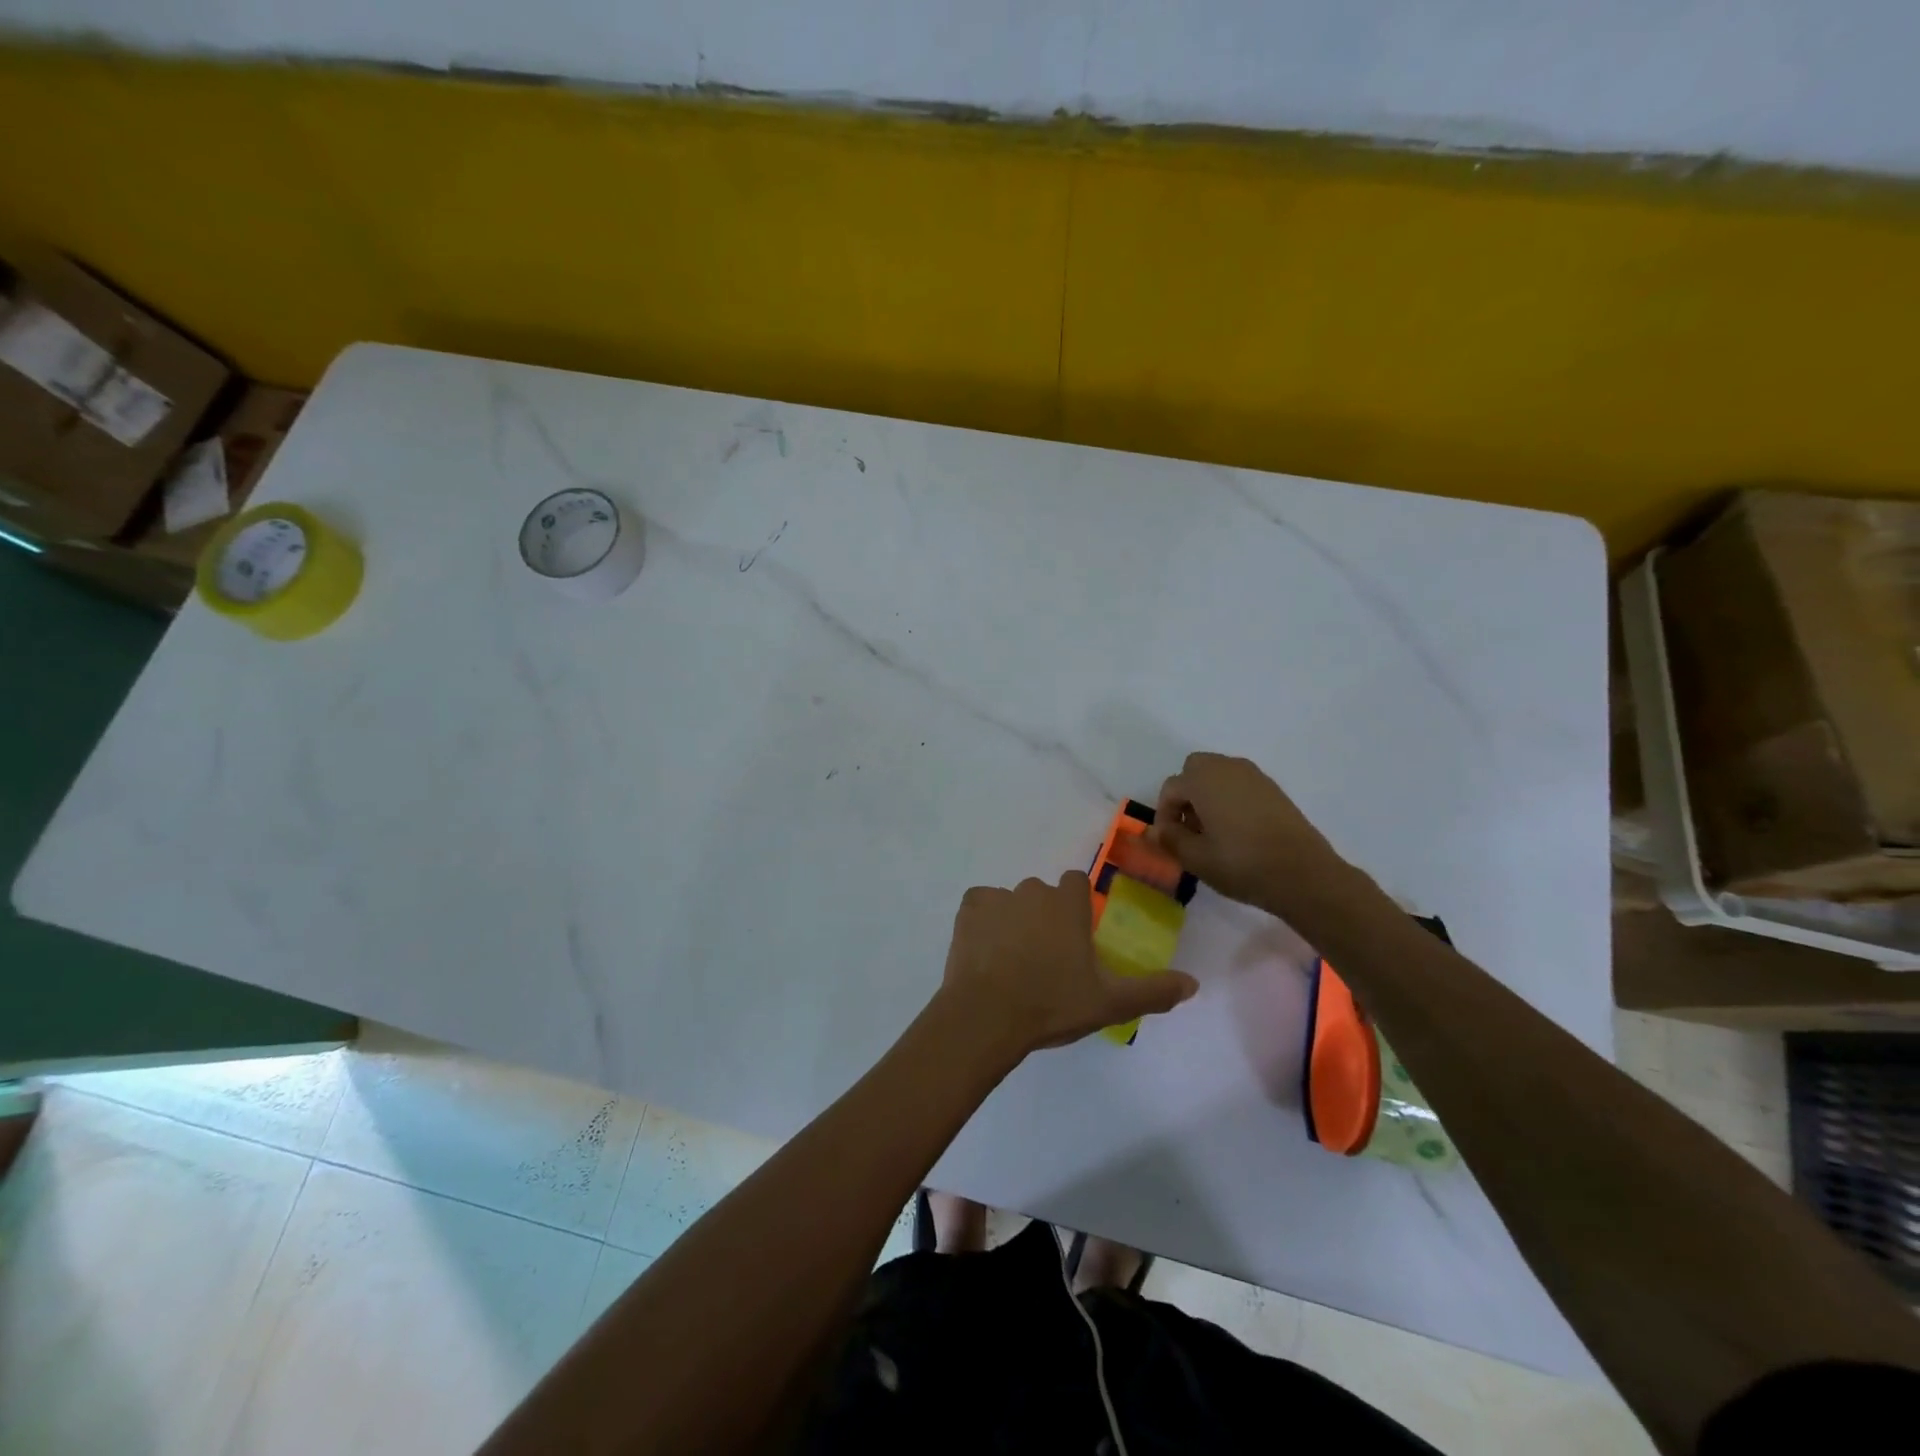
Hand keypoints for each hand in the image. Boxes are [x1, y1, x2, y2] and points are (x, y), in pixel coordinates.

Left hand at [938, 872, 1196, 1063]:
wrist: (987, 1016)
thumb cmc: (1052, 1004)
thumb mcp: (1110, 1003)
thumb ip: (1153, 990)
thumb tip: (1193, 983)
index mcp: (1068, 903)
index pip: (1076, 883)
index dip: (1076, 907)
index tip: (1075, 939)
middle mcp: (1033, 890)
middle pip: (1042, 895)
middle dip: (1044, 917)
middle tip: (1045, 959)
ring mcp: (997, 897)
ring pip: (1011, 902)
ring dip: (1013, 921)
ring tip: (1012, 962)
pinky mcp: (968, 909)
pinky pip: (980, 906)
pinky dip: (983, 923)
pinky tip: (986, 953)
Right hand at [1149, 752, 1347, 913]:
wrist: (1304, 874)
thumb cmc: (1242, 864)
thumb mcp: (1196, 858)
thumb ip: (1169, 839)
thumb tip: (1152, 830)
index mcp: (1203, 780)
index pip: (1170, 789)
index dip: (1164, 815)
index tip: (1170, 842)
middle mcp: (1227, 768)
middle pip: (1194, 769)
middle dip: (1185, 795)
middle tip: (1189, 828)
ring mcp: (1254, 776)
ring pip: (1218, 774)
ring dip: (1207, 795)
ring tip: (1212, 831)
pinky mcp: (1274, 789)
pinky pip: (1240, 784)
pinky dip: (1230, 798)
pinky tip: (1237, 831)